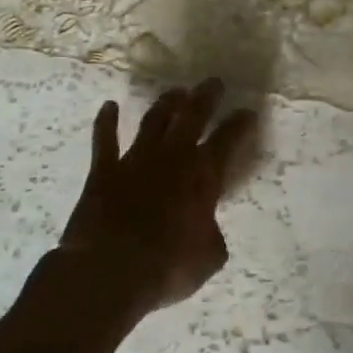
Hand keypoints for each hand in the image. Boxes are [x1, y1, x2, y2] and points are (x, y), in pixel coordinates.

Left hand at [58, 79, 257, 312]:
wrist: (110, 269)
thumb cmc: (168, 267)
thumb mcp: (208, 258)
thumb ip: (212, 236)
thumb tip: (208, 230)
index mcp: (203, 176)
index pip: (229, 140)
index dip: (241, 124)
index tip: (248, 112)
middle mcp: (172, 157)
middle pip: (192, 116)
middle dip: (205, 97)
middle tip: (213, 83)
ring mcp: (136, 159)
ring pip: (154, 121)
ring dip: (166, 103)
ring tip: (175, 91)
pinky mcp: (104, 170)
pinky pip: (105, 139)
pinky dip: (106, 122)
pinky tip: (109, 106)